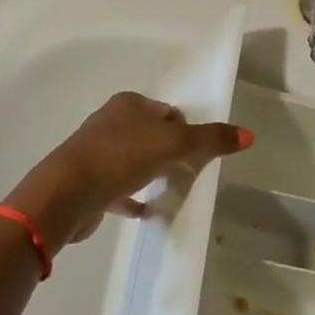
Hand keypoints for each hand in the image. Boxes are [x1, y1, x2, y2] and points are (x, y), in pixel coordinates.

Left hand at [6, 92, 248, 250]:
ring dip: (151, 171)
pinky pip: (118, 186)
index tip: (200, 152)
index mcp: (129, 104)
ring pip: (133, 159)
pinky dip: (133, 196)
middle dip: (170, 150)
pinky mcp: (88, 181)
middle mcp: (110, 121)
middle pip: (150, 133)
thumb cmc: (121, 157)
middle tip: (189, 172)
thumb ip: (210, 140)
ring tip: (170, 189)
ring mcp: (96, 151)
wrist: (66, 194)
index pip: (167, 111)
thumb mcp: (174, 144)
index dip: (186, 129)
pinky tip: (146, 211)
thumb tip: (249, 135)